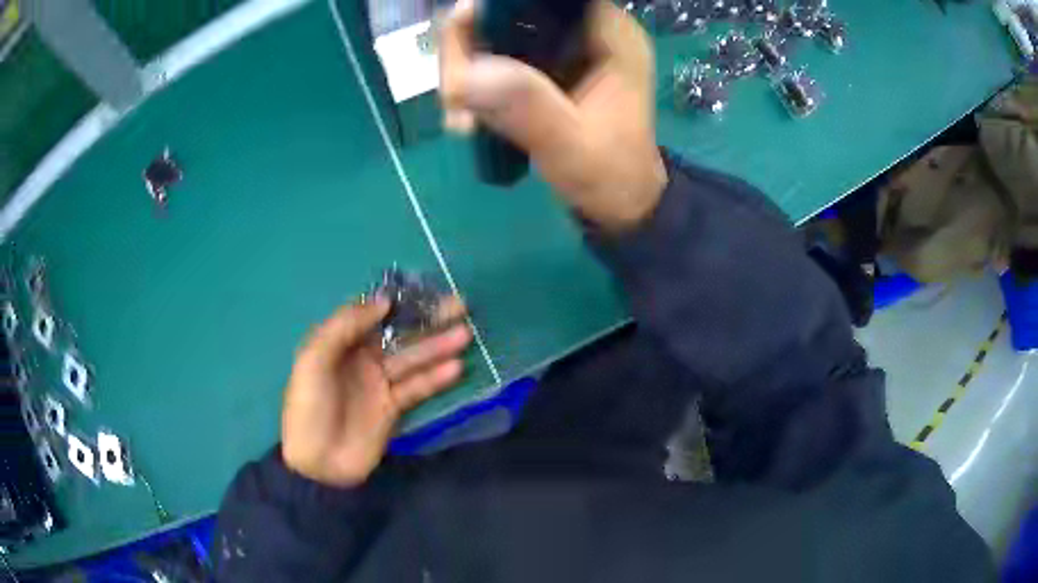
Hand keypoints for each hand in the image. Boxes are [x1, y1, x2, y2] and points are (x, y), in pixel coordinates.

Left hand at [281, 296, 470, 486]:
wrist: (317, 462)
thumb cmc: (309, 406)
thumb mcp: (314, 359)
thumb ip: (344, 326)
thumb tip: (384, 300)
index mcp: (341, 341)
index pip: (375, 314)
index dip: (401, 302)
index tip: (426, 292)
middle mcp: (363, 358)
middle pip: (400, 334)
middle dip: (428, 320)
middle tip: (460, 306)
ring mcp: (379, 383)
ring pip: (413, 359)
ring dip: (439, 346)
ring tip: (465, 334)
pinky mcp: (393, 408)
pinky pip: (417, 388)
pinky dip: (436, 378)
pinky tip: (456, 368)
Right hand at [439, 0, 666, 231]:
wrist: (618, 205)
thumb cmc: (609, 175)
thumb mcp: (572, 145)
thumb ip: (526, 106)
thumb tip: (464, 74)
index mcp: (608, 34)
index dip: (501, 5)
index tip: (463, 25)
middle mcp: (584, 31)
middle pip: (512, 12)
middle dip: (470, 45)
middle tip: (450, 92)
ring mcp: (560, 51)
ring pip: (496, 36)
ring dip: (464, 71)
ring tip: (458, 120)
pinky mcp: (542, 71)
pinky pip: (495, 61)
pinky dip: (472, 86)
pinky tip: (464, 121)